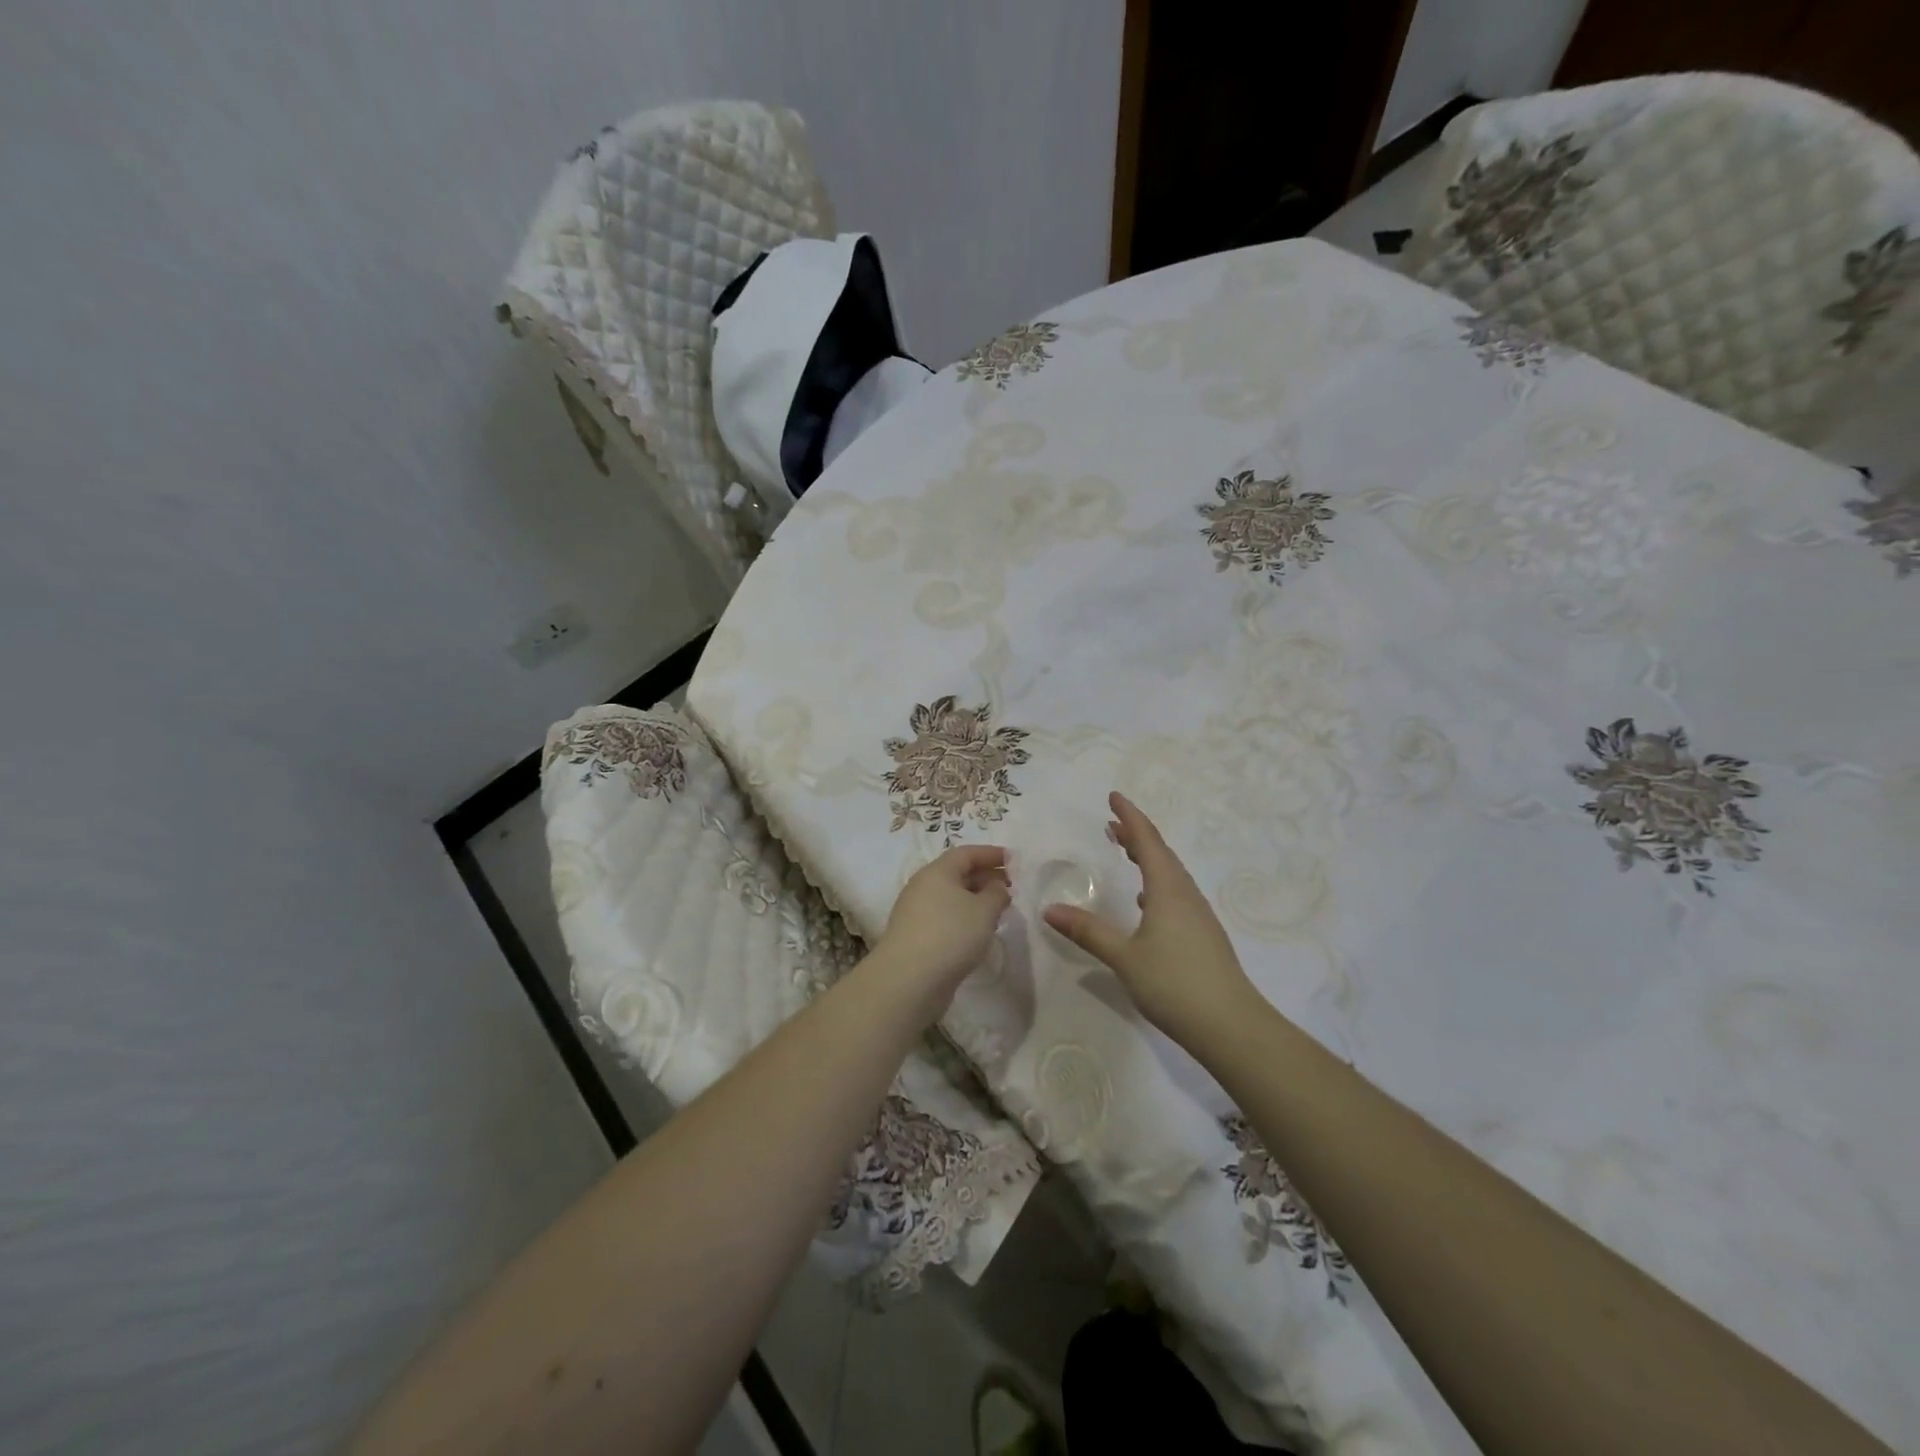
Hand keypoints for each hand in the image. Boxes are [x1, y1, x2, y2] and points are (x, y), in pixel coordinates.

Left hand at [875, 845, 1011, 1015]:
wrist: (908, 981)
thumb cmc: (950, 935)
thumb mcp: (984, 910)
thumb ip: (996, 893)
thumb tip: (997, 886)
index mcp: (937, 871)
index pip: (966, 853)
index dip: (991, 854)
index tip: (1014, 860)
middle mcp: (922, 887)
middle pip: (957, 874)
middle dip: (985, 878)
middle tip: (1011, 887)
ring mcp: (916, 913)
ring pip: (951, 898)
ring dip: (976, 900)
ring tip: (999, 911)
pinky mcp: (916, 937)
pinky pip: (945, 918)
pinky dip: (964, 918)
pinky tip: (979, 933)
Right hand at [1043, 792, 1259, 1047]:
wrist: (1231, 1026)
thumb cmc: (1175, 983)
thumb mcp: (1124, 957)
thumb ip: (1088, 931)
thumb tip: (1050, 909)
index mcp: (1168, 890)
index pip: (1148, 841)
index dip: (1130, 817)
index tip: (1114, 796)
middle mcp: (1186, 895)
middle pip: (1161, 854)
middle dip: (1137, 835)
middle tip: (1112, 824)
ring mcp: (1198, 916)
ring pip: (1170, 875)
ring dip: (1148, 858)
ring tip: (1127, 853)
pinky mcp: (1203, 936)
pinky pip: (1176, 895)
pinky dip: (1157, 884)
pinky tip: (1147, 903)